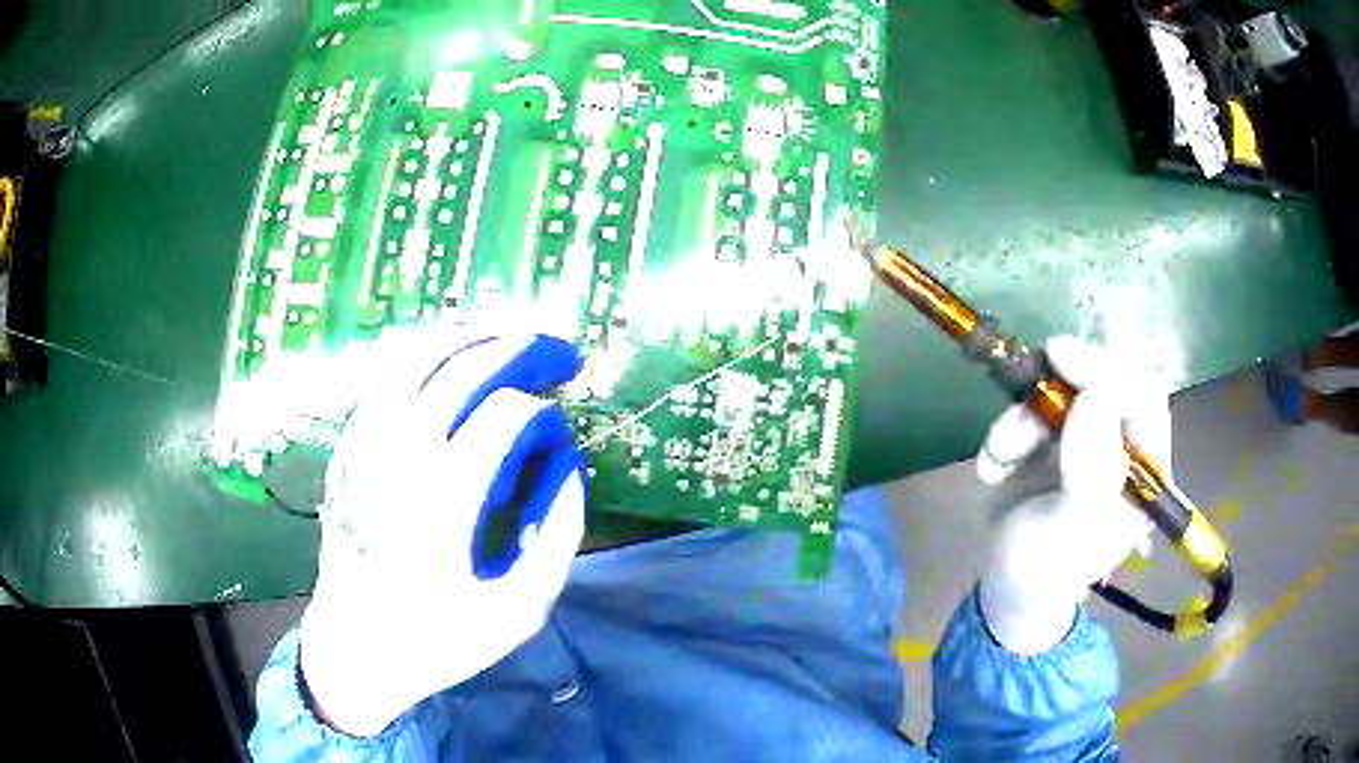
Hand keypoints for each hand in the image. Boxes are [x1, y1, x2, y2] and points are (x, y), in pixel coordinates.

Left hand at [299, 329, 586, 735]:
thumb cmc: (439, 638)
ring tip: (511, 338)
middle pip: (464, 369)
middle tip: (561, 354)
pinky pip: (388, 379)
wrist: (355, 648)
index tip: (561, 442)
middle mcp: (401, 455)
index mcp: (444, 498)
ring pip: (419, 359)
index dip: (546, 418)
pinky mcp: (350, 447)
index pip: (507, 415)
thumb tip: (567, 466)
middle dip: (522, 350)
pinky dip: (428, 356)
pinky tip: (453, 362)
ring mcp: (367, 444)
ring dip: (472, 339)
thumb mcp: (520, 610)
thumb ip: (557, 536)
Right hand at [975, 336, 1170, 654]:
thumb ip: (1089, 474)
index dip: (1111, 372)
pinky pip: (1027, 409)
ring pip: (1062, 391)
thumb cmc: (1043, 571)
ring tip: (1002, 455)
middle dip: (1069, 379)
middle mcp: (1120, 445)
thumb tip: (1093, 397)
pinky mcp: (1049, 436)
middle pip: (1108, 379)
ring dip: (1024, 416)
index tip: (1065, 360)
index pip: (1144, 399)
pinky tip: (994, 468)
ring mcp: (1085, 436)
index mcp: (1144, 471)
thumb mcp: (1068, 536)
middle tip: (1038, 369)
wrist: (1003, 586)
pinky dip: (1005, 431)